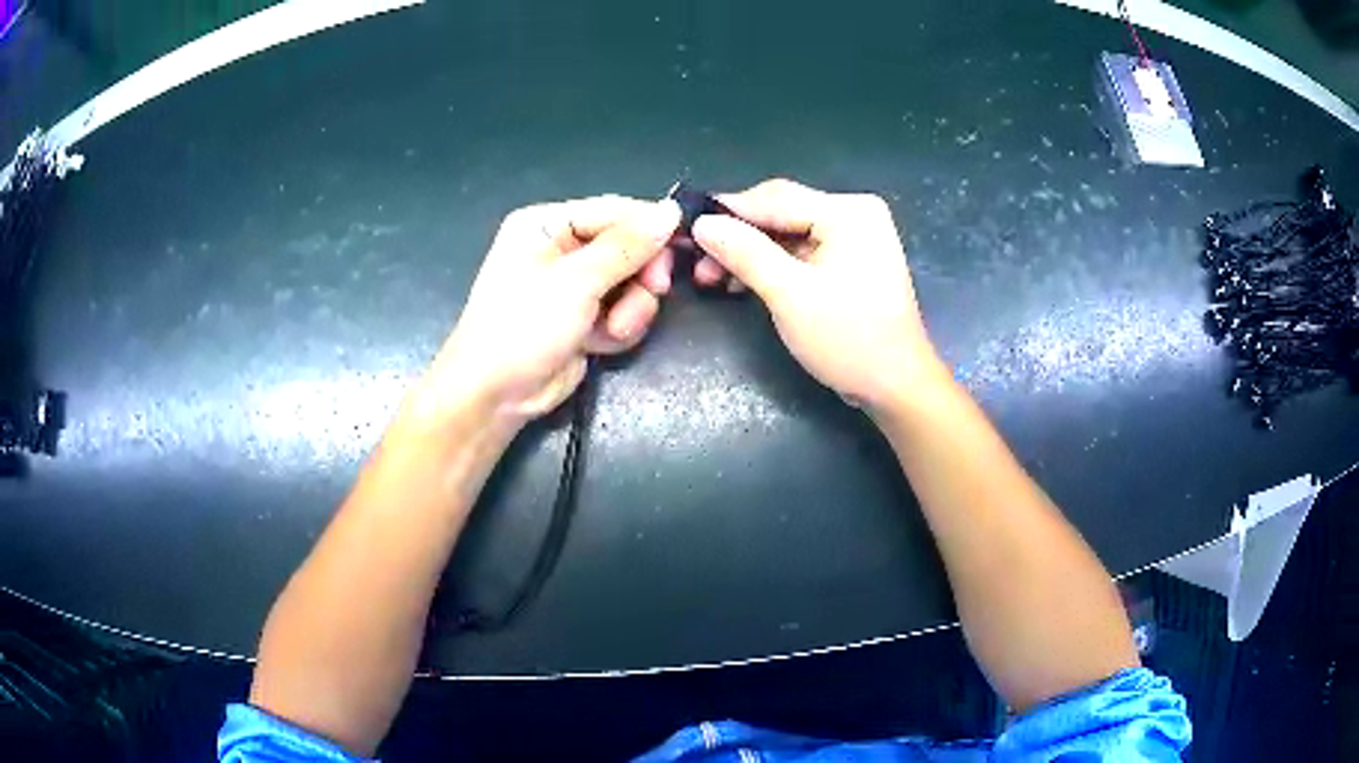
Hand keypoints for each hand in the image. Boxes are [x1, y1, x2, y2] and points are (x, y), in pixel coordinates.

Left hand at [413, 196, 680, 430]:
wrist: (495, 396)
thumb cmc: (524, 327)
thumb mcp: (576, 281)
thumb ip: (627, 246)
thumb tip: (672, 210)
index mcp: (547, 224)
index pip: (614, 210)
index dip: (649, 227)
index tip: (681, 246)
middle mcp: (561, 248)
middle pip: (628, 247)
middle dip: (640, 275)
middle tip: (651, 290)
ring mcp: (573, 286)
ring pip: (631, 283)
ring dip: (631, 308)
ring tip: (612, 329)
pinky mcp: (583, 319)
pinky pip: (622, 311)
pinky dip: (618, 328)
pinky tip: (600, 343)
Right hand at [691, 179, 946, 413]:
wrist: (895, 386)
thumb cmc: (848, 339)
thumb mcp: (790, 295)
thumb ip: (745, 253)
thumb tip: (702, 223)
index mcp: (847, 212)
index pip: (774, 198)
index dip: (726, 212)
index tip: (685, 228)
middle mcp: (854, 214)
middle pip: (780, 213)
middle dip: (736, 237)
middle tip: (696, 262)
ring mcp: (855, 238)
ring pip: (787, 234)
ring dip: (750, 254)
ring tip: (711, 278)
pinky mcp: (850, 261)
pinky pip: (802, 252)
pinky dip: (772, 266)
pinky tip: (742, 283)